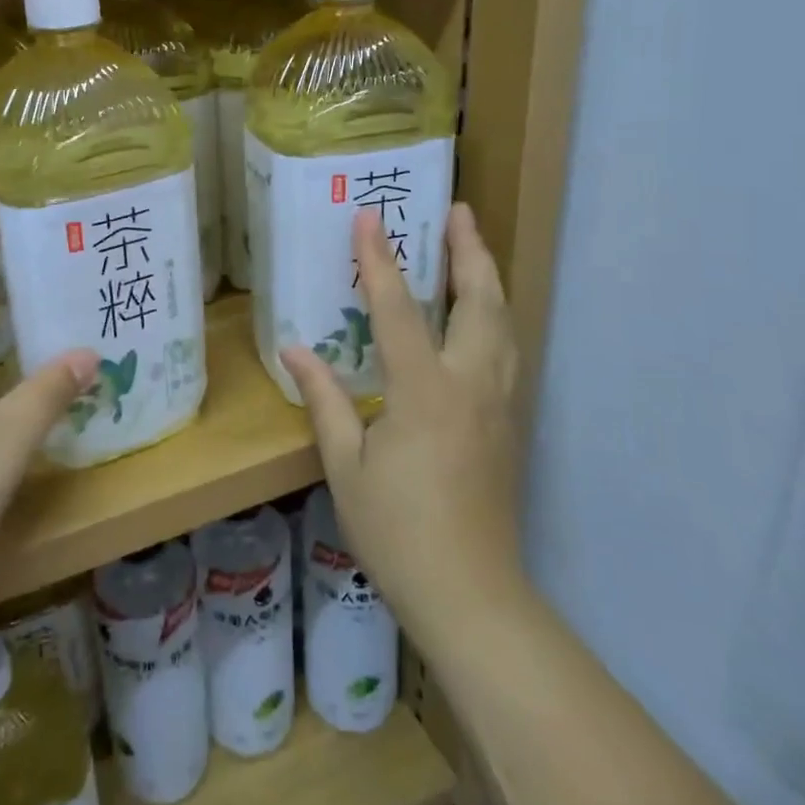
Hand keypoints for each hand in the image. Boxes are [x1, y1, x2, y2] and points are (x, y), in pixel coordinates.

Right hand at [281, 204, 524, 635]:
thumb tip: (294, 349)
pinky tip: (483, 315)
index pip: (398, 309)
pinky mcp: (509, 423)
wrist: (471, 594)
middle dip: (468, 250)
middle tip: (458, 209)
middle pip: (479, 301)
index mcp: (424, 390)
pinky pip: (507, 350)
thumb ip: (325, 400)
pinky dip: (496, 315)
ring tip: (473, 247)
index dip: (379, 260)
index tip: (368, 217)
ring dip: (488, 278)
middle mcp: (470, 384)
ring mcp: (498, 403)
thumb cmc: (398, 531)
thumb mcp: (346, 466)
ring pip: (503, 323)